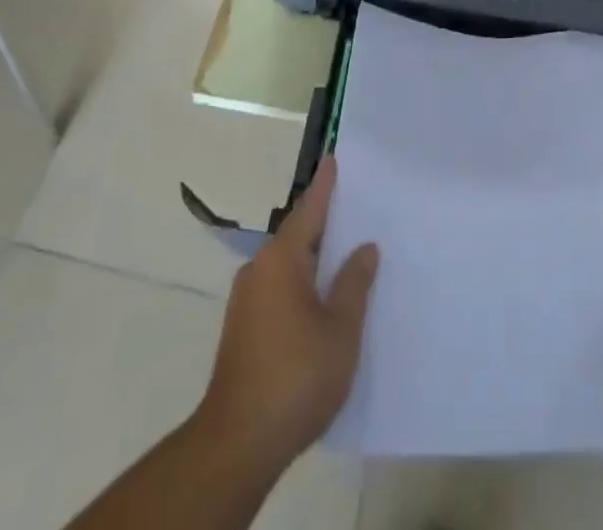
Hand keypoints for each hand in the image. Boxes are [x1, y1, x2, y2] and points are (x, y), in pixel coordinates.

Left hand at [196, 159, 378, 477]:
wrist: (238, 442)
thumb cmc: (297, 376)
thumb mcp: (340, 329)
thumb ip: (354, 283)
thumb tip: (364, 248)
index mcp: (282, 260)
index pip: (308, 210)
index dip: (325, 186)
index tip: (333, 159)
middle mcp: (259, 269)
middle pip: (296, 235)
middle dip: (323, 223)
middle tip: (354, 208)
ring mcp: (246, 300)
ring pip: (287, 264)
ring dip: (313, 257)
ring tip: (345, 253)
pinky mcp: (242, 328)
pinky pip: (278, 287)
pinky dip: (301, 282)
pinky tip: (322, 299)